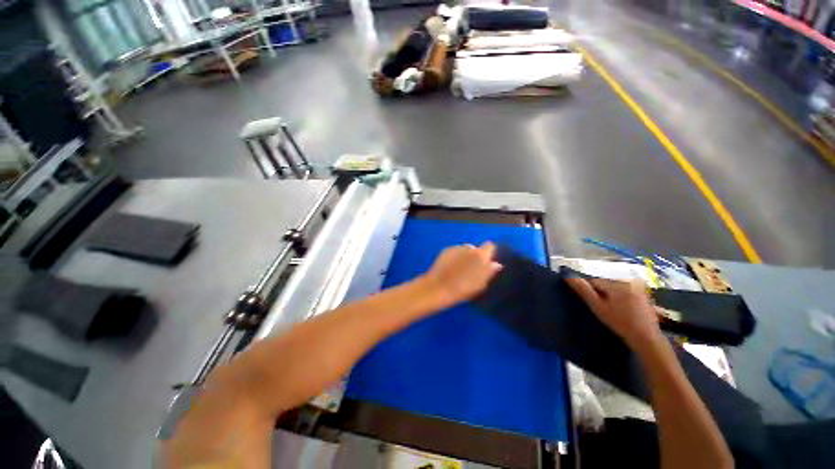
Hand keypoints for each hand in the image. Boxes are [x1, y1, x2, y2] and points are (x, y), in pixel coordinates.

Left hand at [423, 243, 502, 305]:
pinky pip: (455, 251)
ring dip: (464, 256)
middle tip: (471, 269)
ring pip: (465, 250)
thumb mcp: (480, 285)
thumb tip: (496, 264)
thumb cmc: (462, 289)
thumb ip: (489, 272)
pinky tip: (450, 267)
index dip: (489, 254)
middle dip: (475, 256)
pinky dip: (455, 256)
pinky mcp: (445, 249)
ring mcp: (456, 247)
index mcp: (480, 255)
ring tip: (459, 269)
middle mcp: (469, 247)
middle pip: (476, 248)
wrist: (438, 288)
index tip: (486, 263)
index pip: (490, 246)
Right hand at [566, 277, 662, 348]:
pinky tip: (622, 308)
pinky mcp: (643, 291)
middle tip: (604, 308)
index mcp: (616, 282)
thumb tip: (568, 276)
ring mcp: (637, 285)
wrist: (647, 337)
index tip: (594, 303)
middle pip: (604, 281)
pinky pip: (624, 288)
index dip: (590, 291)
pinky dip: (619, 295)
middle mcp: (627, 279)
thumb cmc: (620, 322)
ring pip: (613, 285)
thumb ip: (584, 290)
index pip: (593, 280)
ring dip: (609, 294)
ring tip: (613, 309)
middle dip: (601, 292)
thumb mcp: (598, 307)